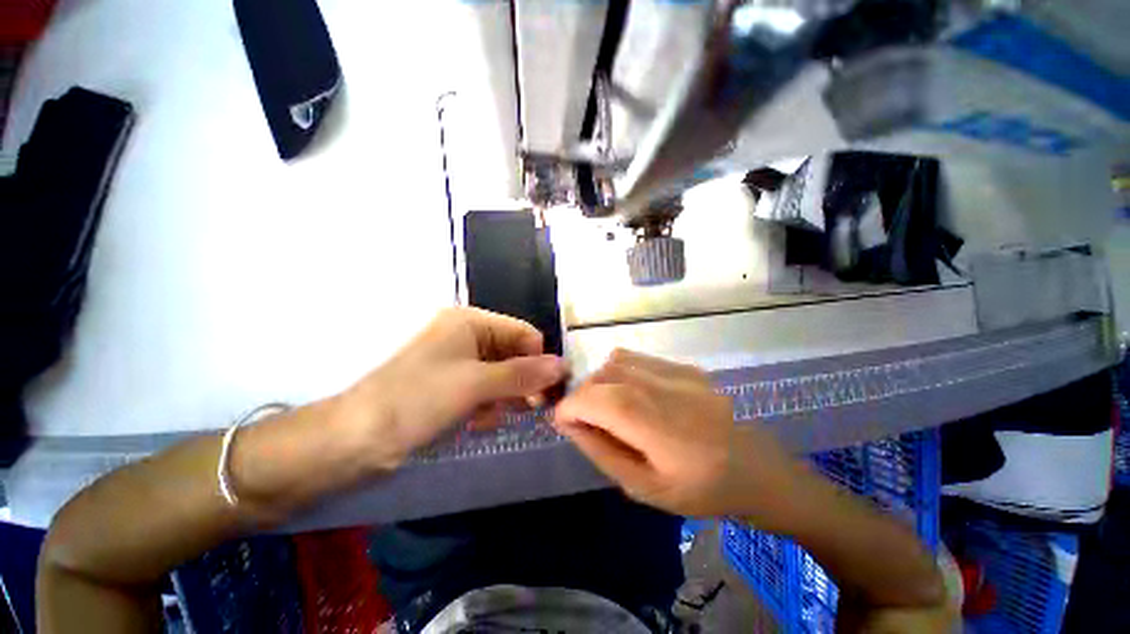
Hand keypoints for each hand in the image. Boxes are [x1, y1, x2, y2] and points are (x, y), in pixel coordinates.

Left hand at [337, 307, 567, 470]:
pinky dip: (488, 405)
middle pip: (514, 354)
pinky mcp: (452, 384)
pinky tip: (477, 421)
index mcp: (471, 322)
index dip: (540, 358)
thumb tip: (564, 365)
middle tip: (531, 408)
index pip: (524, 333)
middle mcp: (467, 336)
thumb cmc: (418, 400)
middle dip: (523, 381)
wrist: (355, 440)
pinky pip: (486, 389)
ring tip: (491, 416)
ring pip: (502, 375)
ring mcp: (459, 361)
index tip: (551, 390)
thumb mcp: (476, 385)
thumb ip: (523, 374)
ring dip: (505, 397)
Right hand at [553, 349, 799, 519]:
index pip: (601, 399)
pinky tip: (631, 394)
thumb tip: (571, 423)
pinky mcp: (685, 366)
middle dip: (583, 394)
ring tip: (607, 406)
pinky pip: (637, 359)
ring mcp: (679, 372)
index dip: (572, 405)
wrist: (757, 468)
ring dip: (600, 381)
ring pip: (617, 362)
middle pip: (605, 375)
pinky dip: (619, 372)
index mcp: (662, 428)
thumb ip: (602, 451)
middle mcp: (668, 390)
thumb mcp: (644, 488)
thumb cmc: (701, 490)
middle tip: (585, 418)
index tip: (561, 419)